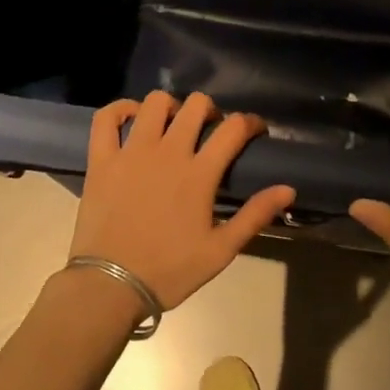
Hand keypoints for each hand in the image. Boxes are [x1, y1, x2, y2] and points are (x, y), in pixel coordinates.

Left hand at [71, 91, 295, 309]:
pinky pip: (107, 118)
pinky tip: (132, 118)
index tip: (254, 131)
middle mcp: (168, 152)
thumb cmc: (169, 270)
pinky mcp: (102, 159)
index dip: (250, 122)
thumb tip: (288, 189)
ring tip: (173, 126)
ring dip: (171, 107)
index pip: (233, 128)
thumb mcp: (220, 251)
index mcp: (199, 173)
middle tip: (210, 130)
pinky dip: (121, 109)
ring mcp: (131, 152)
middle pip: (196, 105)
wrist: (110, 286)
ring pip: (155, 102)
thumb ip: (254, 215)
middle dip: (210, 110)